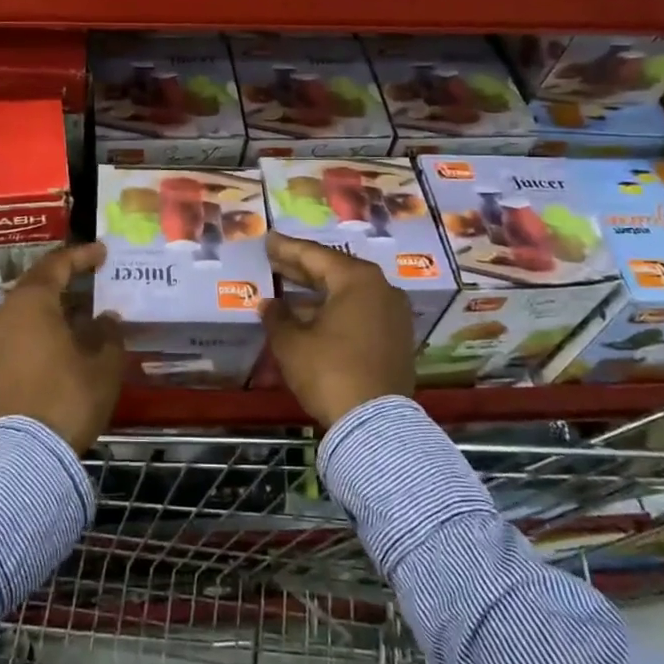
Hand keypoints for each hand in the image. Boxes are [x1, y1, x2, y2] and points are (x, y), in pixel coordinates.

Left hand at [0, 242, 125, 452]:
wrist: (31, 450)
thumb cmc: (71, 395)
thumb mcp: (103, 362)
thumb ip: (107, 332)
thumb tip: (106, 318)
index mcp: (33, 301)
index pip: (57, 264)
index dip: (82, 255)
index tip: (103, 252)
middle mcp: (8, 311)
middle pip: (37, 280)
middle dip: (65, 274)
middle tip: (92, 270)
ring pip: (28, 304)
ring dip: (55, 299)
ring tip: (83, 301)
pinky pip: (22, 324)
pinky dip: (44, 318)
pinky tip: (67, 328)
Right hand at [263, 234, 414, 429]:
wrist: (375, 425)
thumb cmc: (329, 371)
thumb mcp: (291, 343)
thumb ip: (277, 316)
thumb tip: (269, 304)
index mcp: (358, 279)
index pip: (314, 254)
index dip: (286, 248)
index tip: (268, 239)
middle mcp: (381, 289)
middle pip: (334, 271)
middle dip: (301, 268)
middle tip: (274, 260)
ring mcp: (393, 315)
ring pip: (347, 294)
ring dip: (316, 294)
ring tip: (285, 292)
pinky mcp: (396, 339)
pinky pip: (359, 313)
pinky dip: (334, 312)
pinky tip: (309, 318)